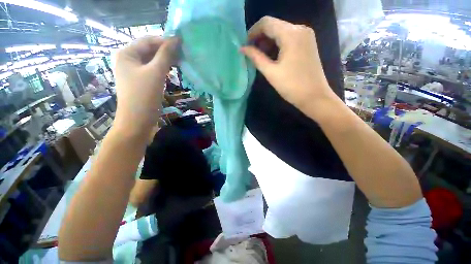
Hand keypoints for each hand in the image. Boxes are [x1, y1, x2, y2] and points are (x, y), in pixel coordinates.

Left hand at [114, 36, 178, 134]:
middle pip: (149, 50)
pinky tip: (172, 71)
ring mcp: (135, 72)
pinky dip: (163, 69)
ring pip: (152, 61)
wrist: (137, 122)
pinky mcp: (141, 82)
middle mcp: (128, 60)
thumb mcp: (156, 73)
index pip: (148, 40)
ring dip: (166, 60)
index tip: (182, 44)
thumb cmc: (144, 96)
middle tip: (183, 55)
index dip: (165, 41)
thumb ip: (165, 55)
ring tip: (180, 62)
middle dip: (166, 51)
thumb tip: (176, 39)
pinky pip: (153, 71)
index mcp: (126, 54)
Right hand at [241, 16, 336, 116]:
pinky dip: (278, 44)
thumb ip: (256, 58)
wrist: (315, 96)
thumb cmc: (292, 86)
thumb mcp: (271, 72)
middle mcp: (300, 29)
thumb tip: (242, 49)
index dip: (253, 32)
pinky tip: (272, 56)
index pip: (266, 23)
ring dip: (268, 41)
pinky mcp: (308, 43)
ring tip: (260, 56)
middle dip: (260, 37)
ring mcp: (306, 35)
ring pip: (281, 31)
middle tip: (251, 52)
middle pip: (274, 25)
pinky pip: (289, 38)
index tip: (246, 45)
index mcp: (291, 34)